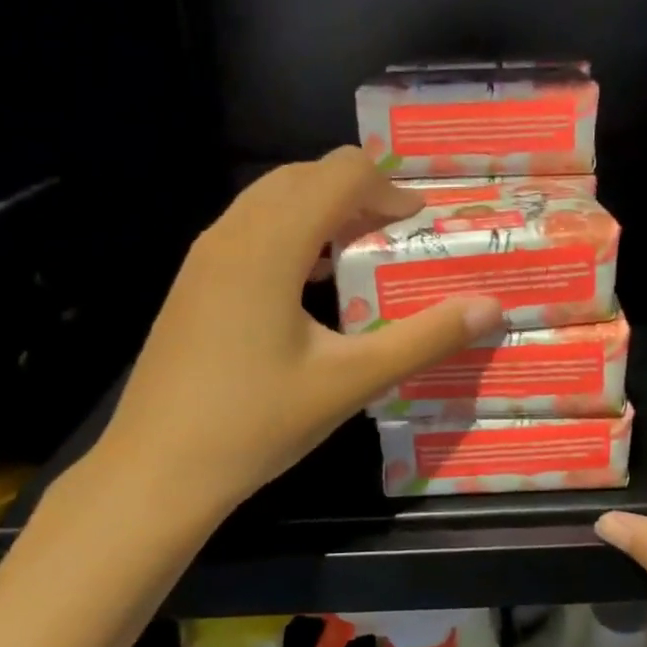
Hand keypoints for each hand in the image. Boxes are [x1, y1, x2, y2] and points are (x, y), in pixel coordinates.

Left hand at [93, 148, 503, 520]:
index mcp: (270, 245)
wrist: (156, 472)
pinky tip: (310, 287)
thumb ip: (424, 339)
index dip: (389, 189)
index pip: (340, 173)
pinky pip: (249, 229)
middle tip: (395, 238)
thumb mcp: (351, 382)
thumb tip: (491, 307)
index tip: (418, 227)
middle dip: (358, 194)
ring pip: (272, 200)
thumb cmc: (256, 424)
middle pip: (304, 176)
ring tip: (359, 257)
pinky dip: (291, 234)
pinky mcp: (193, 283)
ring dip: (322, 212)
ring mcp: (204, 257)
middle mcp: (232, 233)